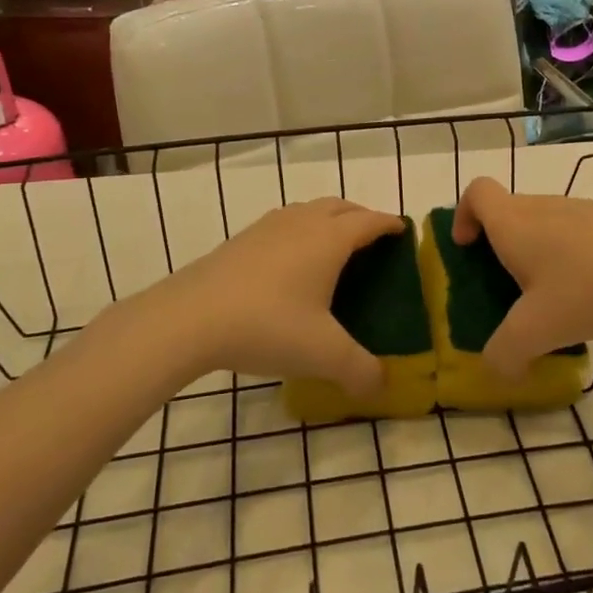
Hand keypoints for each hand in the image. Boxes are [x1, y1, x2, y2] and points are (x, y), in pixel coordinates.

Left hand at [132, 198, 403, 395]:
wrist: (190, 318)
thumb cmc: (268, 326)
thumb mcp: (323, 354)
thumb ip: (360, 370)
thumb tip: (382, 386)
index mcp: (329, 239)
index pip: (369, 221)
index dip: (389, 224)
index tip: (403, 231)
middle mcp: (301, 223)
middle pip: (340, 206)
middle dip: (361, 217)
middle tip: (373, 240)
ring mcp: (267, 228)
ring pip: (308, 211)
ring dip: (328, 220)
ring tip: (333, 247)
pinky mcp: (241, 240)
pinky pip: (283, 224)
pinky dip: (300, 231)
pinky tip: (290, 262)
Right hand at [452, 177, 592, 380]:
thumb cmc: (585, 288)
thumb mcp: (536, 332)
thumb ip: (505, 353)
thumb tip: (498, 368)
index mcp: (514, 223)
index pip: (477, 192)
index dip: (464, 215)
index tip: (468, 247)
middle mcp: (543, 207)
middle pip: (509, 210)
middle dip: (500, 245)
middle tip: (509, 286)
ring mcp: (582, 209)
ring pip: (545, 222)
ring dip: (539, 251)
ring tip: (554, 296)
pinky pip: (578, 232)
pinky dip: (573, 256)